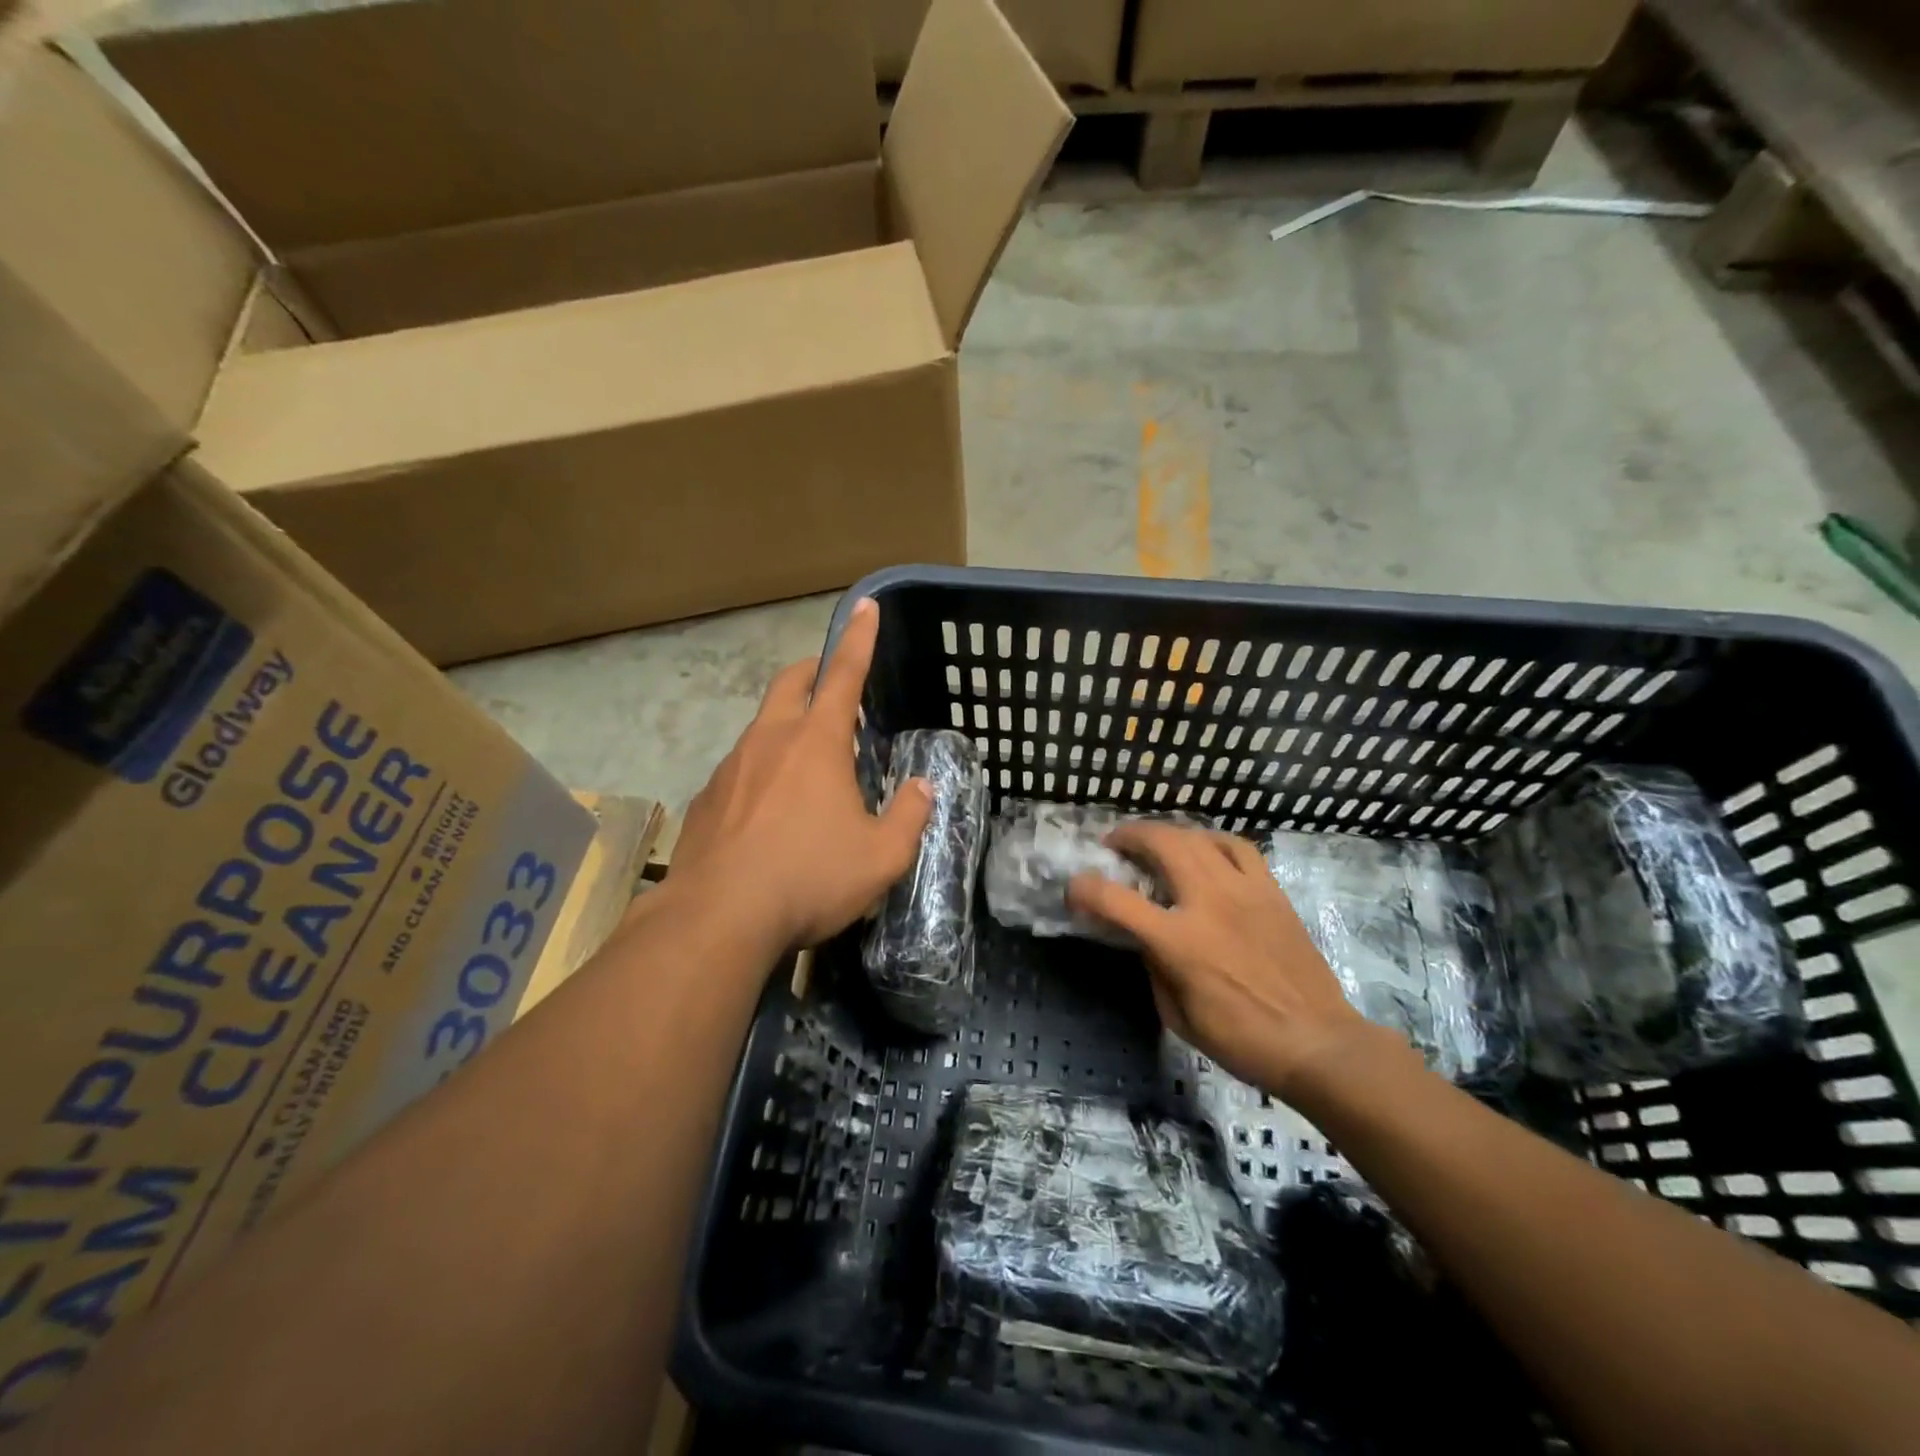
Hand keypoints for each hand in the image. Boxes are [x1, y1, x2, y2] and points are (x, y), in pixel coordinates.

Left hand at [672, 598, 933, 950]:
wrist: (718, 918)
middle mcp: (770, 741)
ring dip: (786, 725)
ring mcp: (731, 767)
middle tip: (831, 678)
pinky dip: (761, 771)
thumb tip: (922, 787)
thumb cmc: (810, 878)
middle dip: (813, 670)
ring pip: (761, 726)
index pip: (844, 674)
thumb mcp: (882, 857)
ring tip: (807, 762)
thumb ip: (909, 816)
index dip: (859, 637)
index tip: (865, 605)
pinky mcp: (706, 799)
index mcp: (817, 742)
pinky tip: (769, 812)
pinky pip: (740, 769)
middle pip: (790, 683)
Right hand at [1067, 824, 1375, 1099]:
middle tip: (1114, 844)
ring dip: (1166, 832)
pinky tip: (1204, 849)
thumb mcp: (1178, 1015)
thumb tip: (1143, 936)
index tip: (1074, 889)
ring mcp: (1244, 891)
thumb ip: (1154, 966)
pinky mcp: (1270, 890)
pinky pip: (1238, 846)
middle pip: (1160, 845)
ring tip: (1154, 842)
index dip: (1084, 889)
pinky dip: (1211, 839)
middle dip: (1128, 836)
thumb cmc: (1241, 1040)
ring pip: (1196, 837)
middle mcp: (1208, 903)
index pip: (1116, 900)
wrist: (1317, 1042)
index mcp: (1179, 942)